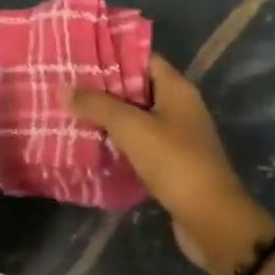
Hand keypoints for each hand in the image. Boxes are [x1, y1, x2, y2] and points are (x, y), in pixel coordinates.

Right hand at [70, 55, 274, 274]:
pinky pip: (140, 145)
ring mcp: (178, 138)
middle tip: (69, 86)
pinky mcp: (172, 165)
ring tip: (72, 113)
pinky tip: (92, 145)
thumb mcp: (131, 127)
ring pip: (137, 119)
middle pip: (137, 88)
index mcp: (177, 89)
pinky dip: (118, 144)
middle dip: (105, 89)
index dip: (113, 55)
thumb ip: (97, 105)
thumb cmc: (174, 161)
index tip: (81, 57)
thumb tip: (64, 89)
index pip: (143, 59)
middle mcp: (180, 108)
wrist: (210, 219)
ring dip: (109, 118)